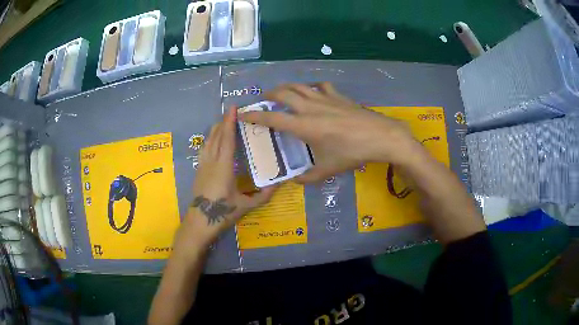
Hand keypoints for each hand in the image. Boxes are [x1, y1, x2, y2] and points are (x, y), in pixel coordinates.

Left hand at [178, 108, 275, 248]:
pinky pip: (204, 148)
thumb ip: (263, 195)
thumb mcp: (246, 206)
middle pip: (216, 136)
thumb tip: (279, 184)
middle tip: (232, 112)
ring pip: (208, 141)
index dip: (230, 122)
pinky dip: (210, 139)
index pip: (227, 139)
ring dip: (216, 129)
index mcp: (224, 166)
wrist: (199, 221)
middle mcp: (212, 161)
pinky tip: (213, 139)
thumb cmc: (223, 212)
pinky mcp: (198, 170)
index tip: (233, 108)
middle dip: (223, 122)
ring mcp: (203, 164)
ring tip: (224, 122)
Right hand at [238, 83, 424, 182]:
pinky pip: (320, 86)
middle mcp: (309, 108)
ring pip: (299, 86)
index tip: (242, 114)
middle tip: (263, 99)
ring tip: (282, 92)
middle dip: (268, 94)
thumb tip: (296, 181)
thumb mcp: (329, 169)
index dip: (254, 116)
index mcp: (303, 126)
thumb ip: (309, 177)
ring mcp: (324, 99)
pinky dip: (313, 87)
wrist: (379, 136)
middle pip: (282, 94)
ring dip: (287, 87)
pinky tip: (314, 92)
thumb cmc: (352, 153)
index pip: (271, 118)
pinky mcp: (338, 96)